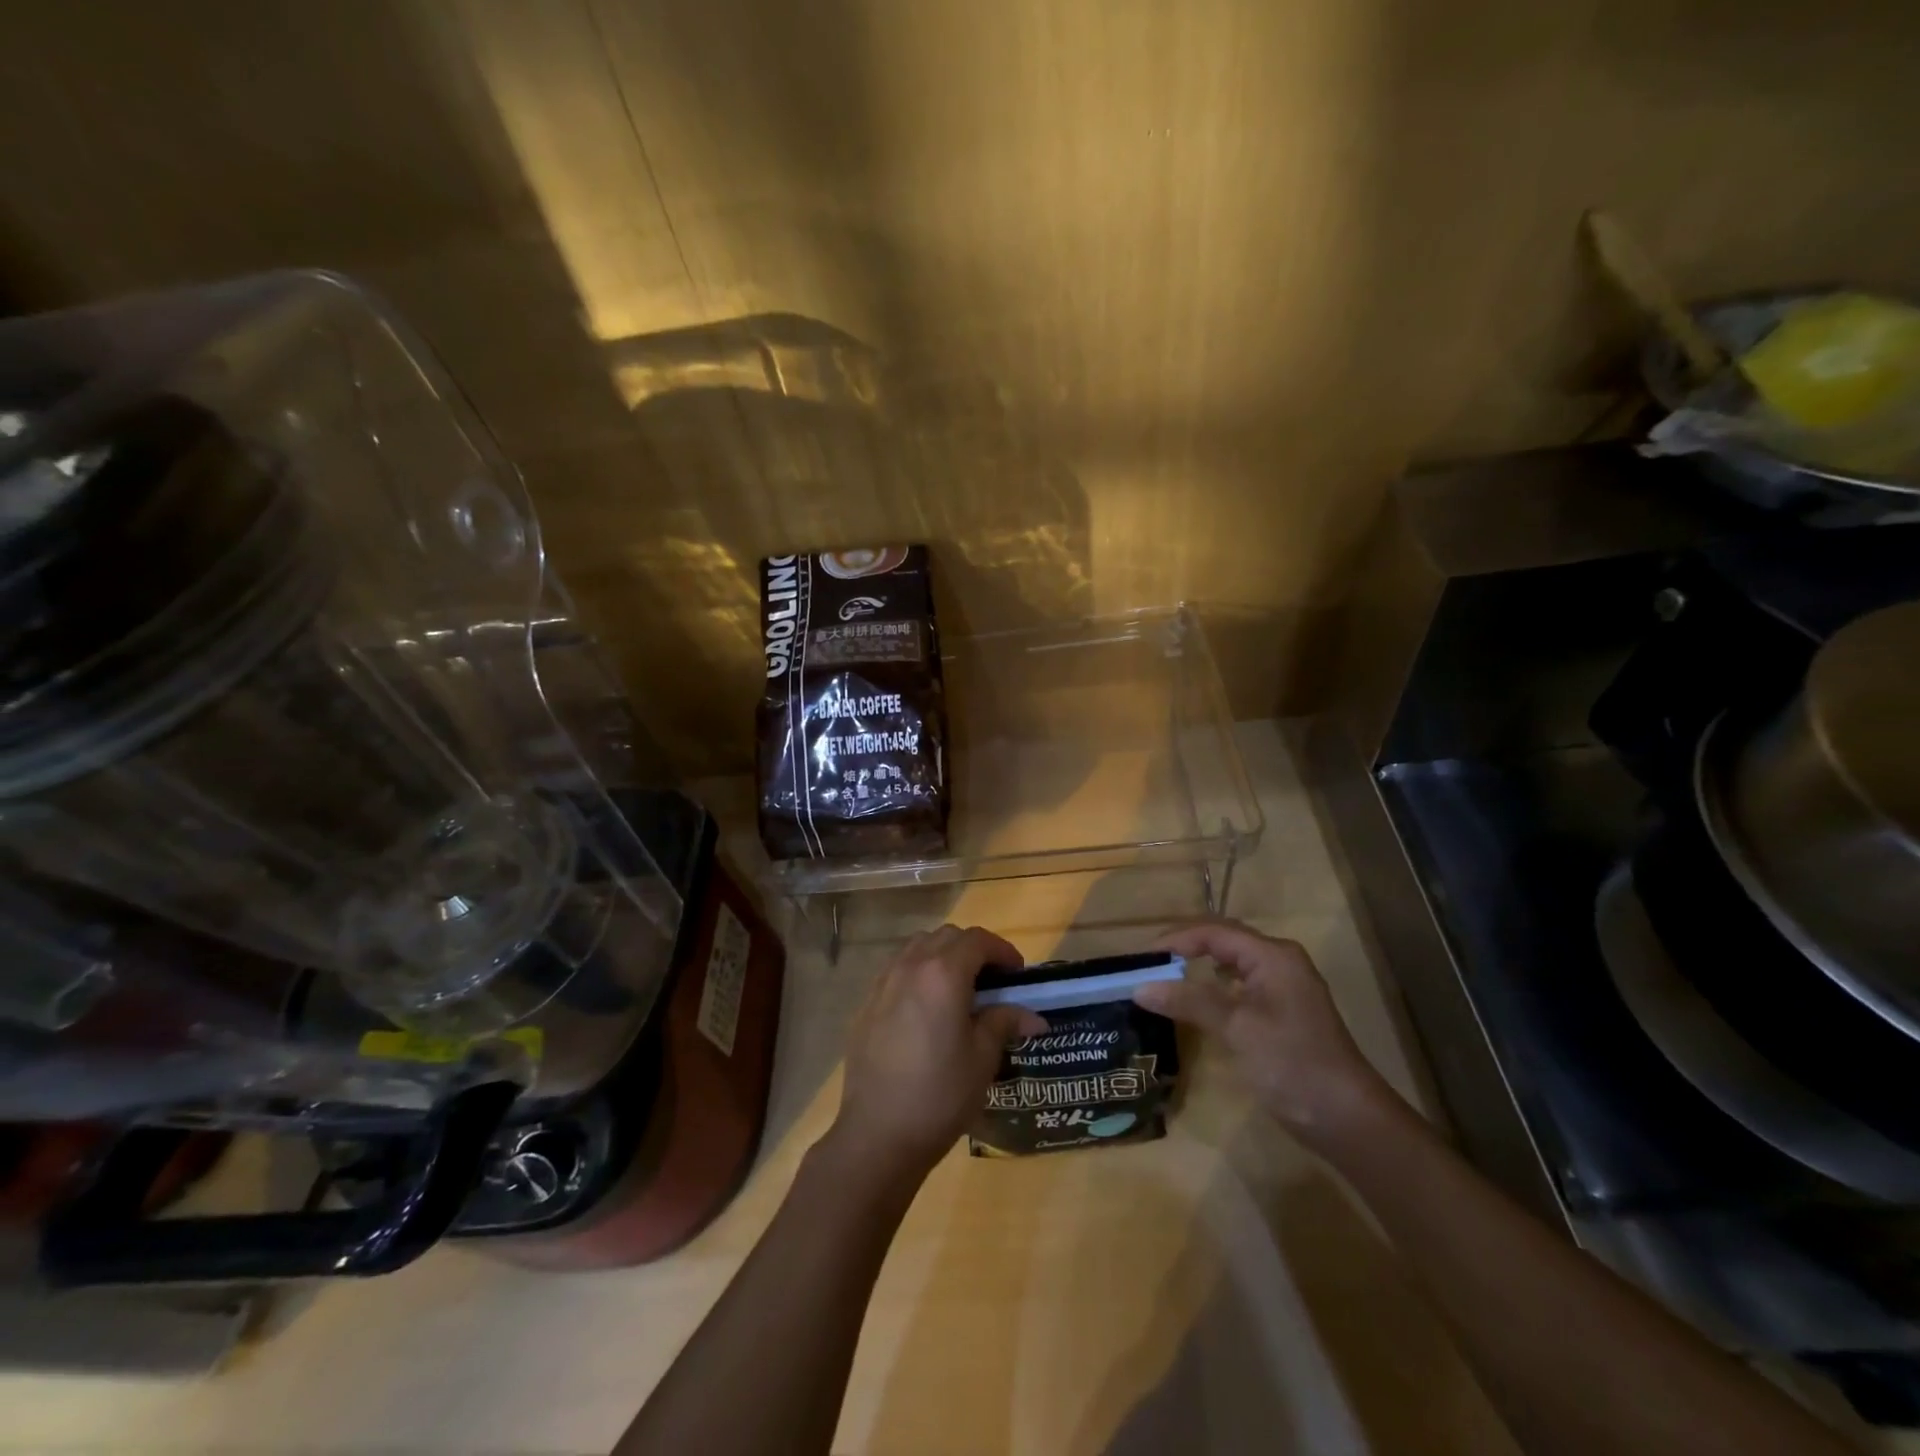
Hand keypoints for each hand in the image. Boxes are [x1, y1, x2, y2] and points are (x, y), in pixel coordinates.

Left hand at [828, 925, 1045, 1181]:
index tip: (1017, 974)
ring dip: (943, 955)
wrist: (878, 1134)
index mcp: (943, 973)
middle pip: (946, 937)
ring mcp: (883, 983)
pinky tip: (926, 1008)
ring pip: (917, 947)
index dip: (1002, 951)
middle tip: (992, 981)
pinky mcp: (866, 1003)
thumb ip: (1004, 1022)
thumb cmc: (939, 1094)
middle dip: (973, 950)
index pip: (977, 940)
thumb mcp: (982, 1058)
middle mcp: (910, 966)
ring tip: (958, 989)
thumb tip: (1032, 1016)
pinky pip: (897, 969)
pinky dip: (917, 973)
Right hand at [1135, 920, 1392, 1144]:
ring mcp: (1285, 988)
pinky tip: (1199, 1001)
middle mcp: (1280, 962)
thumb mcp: (1237, 1028)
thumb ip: (1189, 1000)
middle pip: (1224, 941)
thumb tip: (1140, 987)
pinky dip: (1215, 987)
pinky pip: (1241, 986)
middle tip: (1150, 965)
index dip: (1175, 940)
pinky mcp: (1283, 1013)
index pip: (1214, 932)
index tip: (1141, 958)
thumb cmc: (1292, 1063)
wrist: (1346, 1118)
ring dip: (1199, 966)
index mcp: (1273, 956)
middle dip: (1185, 948)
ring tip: (1167, 977)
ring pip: (1232, 963)